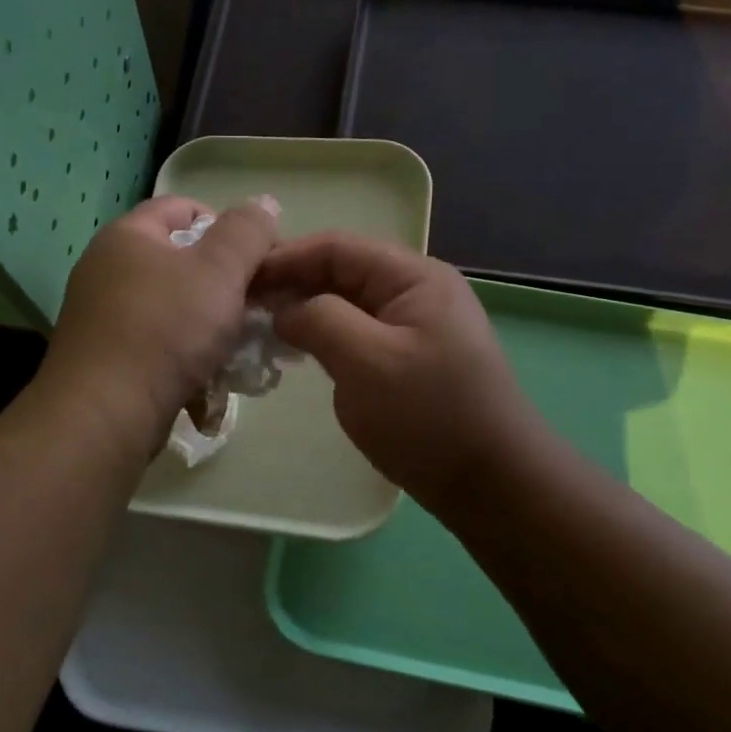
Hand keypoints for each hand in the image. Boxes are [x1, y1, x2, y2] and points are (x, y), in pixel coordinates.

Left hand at [42, 195, 278, 454]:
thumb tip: (264, 202)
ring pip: (172, 307)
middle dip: (224, 283)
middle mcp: (107, 269)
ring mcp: (102, 316)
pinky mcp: (105, 358)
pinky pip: (156, 344)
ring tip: (239, 348)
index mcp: (128, 235)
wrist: (104, 414)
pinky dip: (184, 355)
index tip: (259, 260)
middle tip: (256, 307)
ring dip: (209, 324)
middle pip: (180, 261)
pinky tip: (208, 378)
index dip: (228, 226)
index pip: (184, 208)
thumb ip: (247, 232)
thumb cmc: (165, 330)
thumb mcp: (219, 270)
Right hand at [254, 234, 540, 518]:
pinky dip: (325, 337)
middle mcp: (417, 291)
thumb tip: (284, 308)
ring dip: (306, 311)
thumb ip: (319, 320)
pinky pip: (359, 333)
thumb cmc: (430, 418)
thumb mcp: (367, 361)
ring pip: (347, 304)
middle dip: (292, 284)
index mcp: (414, 277)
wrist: (492, 484)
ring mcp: (415, 326)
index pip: (337, 247)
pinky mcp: (409, 359)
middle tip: (242, 307)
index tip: (238, 280)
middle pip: (342, 271)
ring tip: (261, 329)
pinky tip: (298, 353)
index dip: (284, 258)